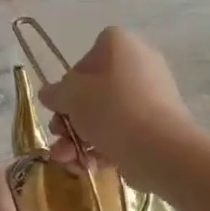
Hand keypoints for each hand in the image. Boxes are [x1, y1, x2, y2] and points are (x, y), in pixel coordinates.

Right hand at [38, 27, 197, 190]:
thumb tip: (49, 93)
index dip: (68, 85)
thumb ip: (55, 93)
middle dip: (70, 120)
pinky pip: (123, 131)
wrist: (160, 148)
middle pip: (94, 91)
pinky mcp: (158, 125)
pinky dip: (103, 147)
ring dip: (79, 139)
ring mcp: (152, 95)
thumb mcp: (71, 96)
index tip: (61, 107)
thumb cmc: (111, 109)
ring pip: (105, 115)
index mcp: (120, 44)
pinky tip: (88, 166)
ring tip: (68, 161)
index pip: (85, 60)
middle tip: (59, 137)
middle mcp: (139, 63)